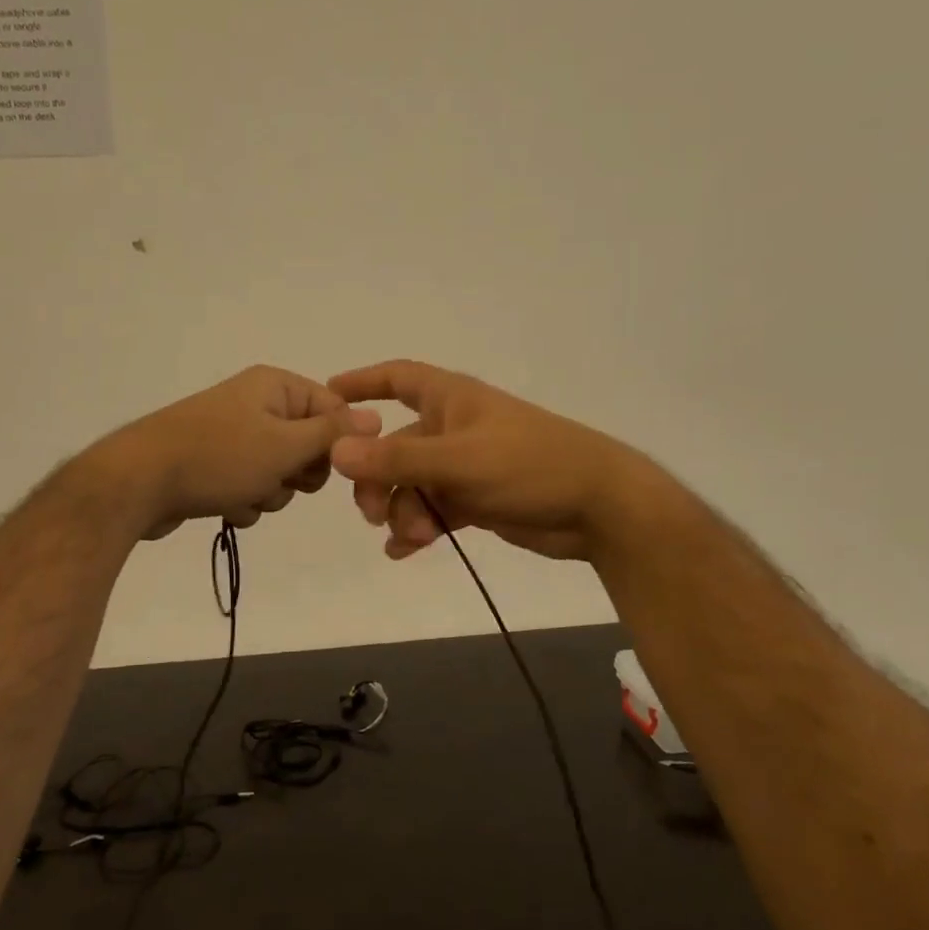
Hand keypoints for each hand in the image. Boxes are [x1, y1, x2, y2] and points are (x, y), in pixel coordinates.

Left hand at [100, 366, 381, 540]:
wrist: (138, 483)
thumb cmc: (219, 458)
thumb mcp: (285, 445)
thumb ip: (333, 434)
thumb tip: (377, 417)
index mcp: (274, 387)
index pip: (332, 409)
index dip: (337, 443)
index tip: (329, 467)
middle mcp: (256, 404)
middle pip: (308, 445)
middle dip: (298, 474)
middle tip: (279, 479)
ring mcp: (233, 436)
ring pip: (280, 474)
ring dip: (270, 493)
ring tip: (244, 493)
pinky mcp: (214, 466)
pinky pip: (251, 487)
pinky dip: (244, 501)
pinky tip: (224, 505)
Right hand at [327, 360, 657, 562]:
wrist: (600, 508)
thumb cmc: (531, 466)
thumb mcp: (460, 461)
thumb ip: (398, 458)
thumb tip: (337, 451)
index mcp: (452, 401)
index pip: (399, 378)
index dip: (363, 382)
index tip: (328, 396)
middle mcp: (454, 428)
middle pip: (395, 446)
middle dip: (378, 479)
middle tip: (373, 513)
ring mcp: (465, 466)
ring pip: (412, 485)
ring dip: (402, 511)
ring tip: (411, 538)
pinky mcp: (477, 500)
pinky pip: (432, 510)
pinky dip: (417, 528)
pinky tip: (405, 551)